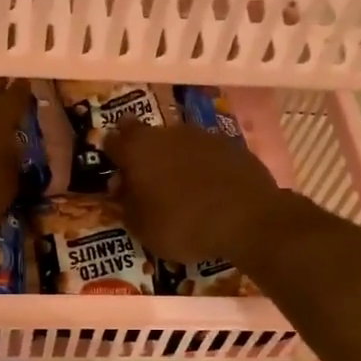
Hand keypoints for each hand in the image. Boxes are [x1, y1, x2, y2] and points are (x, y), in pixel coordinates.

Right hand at [109, 120, 285, 263]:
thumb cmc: (183, 224)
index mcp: (138, 149)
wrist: (248, 219)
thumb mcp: (141, 227)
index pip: (112, 141)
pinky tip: (210, 189)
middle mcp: (167, 133)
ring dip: (175, 159)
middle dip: (144, 155)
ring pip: (178, 143)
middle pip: (147, 137)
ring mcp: (202, 135)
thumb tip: (122, 186)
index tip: (116, 171)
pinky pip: (207, 153)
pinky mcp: (232, 145)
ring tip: (182, 188)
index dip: (112, 155)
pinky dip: (203, 166)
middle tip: (148, 181)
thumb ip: (126, 203)